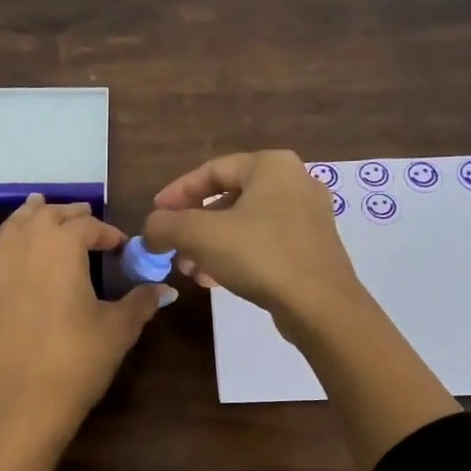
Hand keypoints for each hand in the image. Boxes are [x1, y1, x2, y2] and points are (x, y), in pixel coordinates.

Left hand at [0, 195, 174, 470]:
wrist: (24, 402)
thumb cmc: (77, 362)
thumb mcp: (118, 330)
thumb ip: (140, 302)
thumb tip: (163, 288)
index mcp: (63, 248)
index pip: (88, 228)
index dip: (108, 233)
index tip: (121, 247)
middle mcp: (26, 246)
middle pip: (48, 218)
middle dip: (70, 215)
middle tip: (86, 220)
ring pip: (12, 228)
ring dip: (29, 214)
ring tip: (41, 206)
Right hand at [145, 150, 460, 470]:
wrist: (320, 305)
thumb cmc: (260, 256)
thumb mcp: (200, 236)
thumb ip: (166, 226)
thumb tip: (149, 230)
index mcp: (271, 165)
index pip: (211, 170)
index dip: (176, 193)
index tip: (155, 215)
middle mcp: (294, 182)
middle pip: (228, 199)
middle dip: (193, 226)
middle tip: (171, 248)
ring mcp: (307, 216)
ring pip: (244, 224)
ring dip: (211, 246)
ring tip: (189, 270)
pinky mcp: (312, 247)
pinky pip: (263, 243)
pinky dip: (235, 256)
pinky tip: (215, 280)